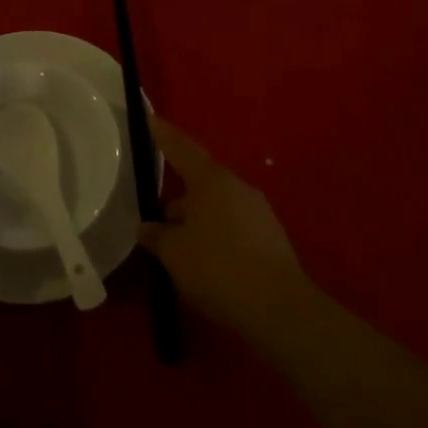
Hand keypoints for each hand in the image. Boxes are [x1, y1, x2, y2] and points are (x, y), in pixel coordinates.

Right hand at [138, 115, 311, 342]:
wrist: (279, 308)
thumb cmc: (218, 268)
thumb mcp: (175, 254)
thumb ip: (157, 236)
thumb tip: (148, 227)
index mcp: (211, 180)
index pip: (182, 148)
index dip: (163, 135)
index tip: (151, 119)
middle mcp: (237, 186)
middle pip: (201, 182)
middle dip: (180, 198)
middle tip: (161, 220)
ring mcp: (258, 211)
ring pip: (218, 206)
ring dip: (199, 220)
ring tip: (182, 249)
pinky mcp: (271, 237)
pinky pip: (234, 226)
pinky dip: (218, 236)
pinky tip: (209, 263)